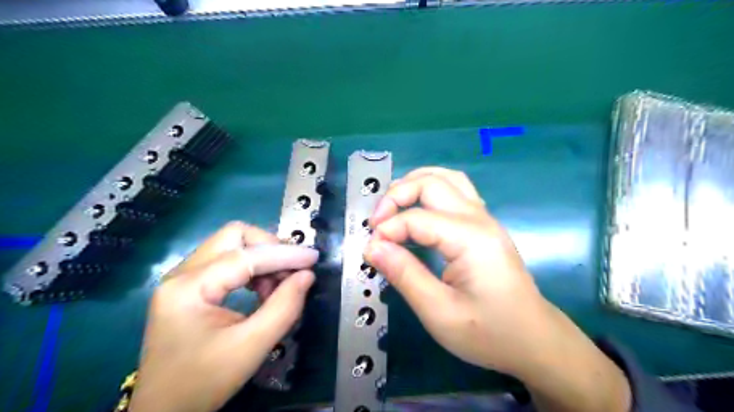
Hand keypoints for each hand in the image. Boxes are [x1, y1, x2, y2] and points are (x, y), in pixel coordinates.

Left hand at [129, 222, 318, 411]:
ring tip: (277, 287)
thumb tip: (307, 275)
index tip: (314, 258)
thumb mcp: (251, 347)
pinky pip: (228, 261)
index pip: (245, 256)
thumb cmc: (203, 382)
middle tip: (292, 270)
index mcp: (188, 288)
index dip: (284, 255)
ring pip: (232, 245)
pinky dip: (252, 269)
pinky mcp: (191, 286)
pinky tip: (263, 290)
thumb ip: (284, 307)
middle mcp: (182, 273)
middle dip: (270, 248)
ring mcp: (184, 278)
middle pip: (234, 236)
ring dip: (262, 259)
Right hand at [363, 166, 626, 410]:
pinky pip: (456, 190)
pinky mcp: (484, 225)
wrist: (534, 340)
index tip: (370, 250)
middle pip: (432, 183)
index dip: (387, 230)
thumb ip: (404, 275)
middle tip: (376, 222)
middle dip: (396, 195)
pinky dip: (430, 189)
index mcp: (470, 239)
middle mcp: (479, 218)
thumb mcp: (439, 312)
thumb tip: (372, 247)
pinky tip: (417, 207)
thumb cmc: (489, 333)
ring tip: (391, 205)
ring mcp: (484, 218)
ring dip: (414, 183)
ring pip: (446, 178)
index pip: (417, 218)